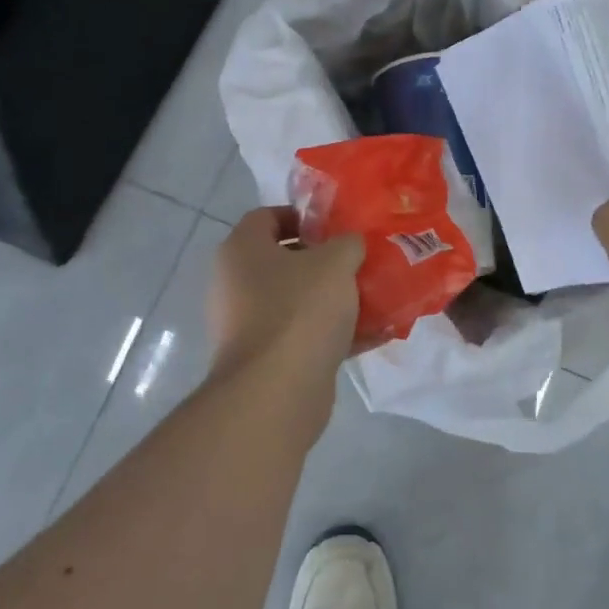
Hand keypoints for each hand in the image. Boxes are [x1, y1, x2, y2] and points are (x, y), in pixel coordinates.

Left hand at [208, 207, 364, 392]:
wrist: (276, 391)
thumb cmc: (300, 310)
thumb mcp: (336, 262)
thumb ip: (347, 243)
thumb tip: (349, 245)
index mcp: (242, 249)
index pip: (267, 217)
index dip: (303, 217)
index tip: (337, 228)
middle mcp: (235, 283)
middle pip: (284, 261)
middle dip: (325, 262)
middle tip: (360, 263)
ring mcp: (247, 324)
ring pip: (297, 301)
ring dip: (333, 300)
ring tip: (373, 298)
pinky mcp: (264, 359)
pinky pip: (303, 335)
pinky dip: (333, 334)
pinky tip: (372, 336)